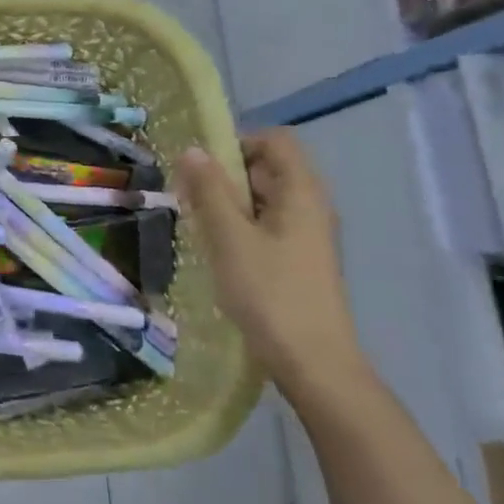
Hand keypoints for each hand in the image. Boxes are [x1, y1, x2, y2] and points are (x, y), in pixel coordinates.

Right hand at [176, 130, 372, 406]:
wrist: (313, 363)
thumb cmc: (270, 293)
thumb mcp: (229, 238)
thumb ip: (209, 191)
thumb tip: (192, 150)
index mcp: (302, 192)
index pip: (275, 140)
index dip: (237, 143)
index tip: (202, 168)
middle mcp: (311, 206)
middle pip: (268, 168)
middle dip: (225, 175)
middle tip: (190, 198)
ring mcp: (308, 235)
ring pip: (265, 199)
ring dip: (229, 203)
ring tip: (199, 226)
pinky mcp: (300, 260)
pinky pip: (268, 225)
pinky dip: (240, 227)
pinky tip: (219, 251)